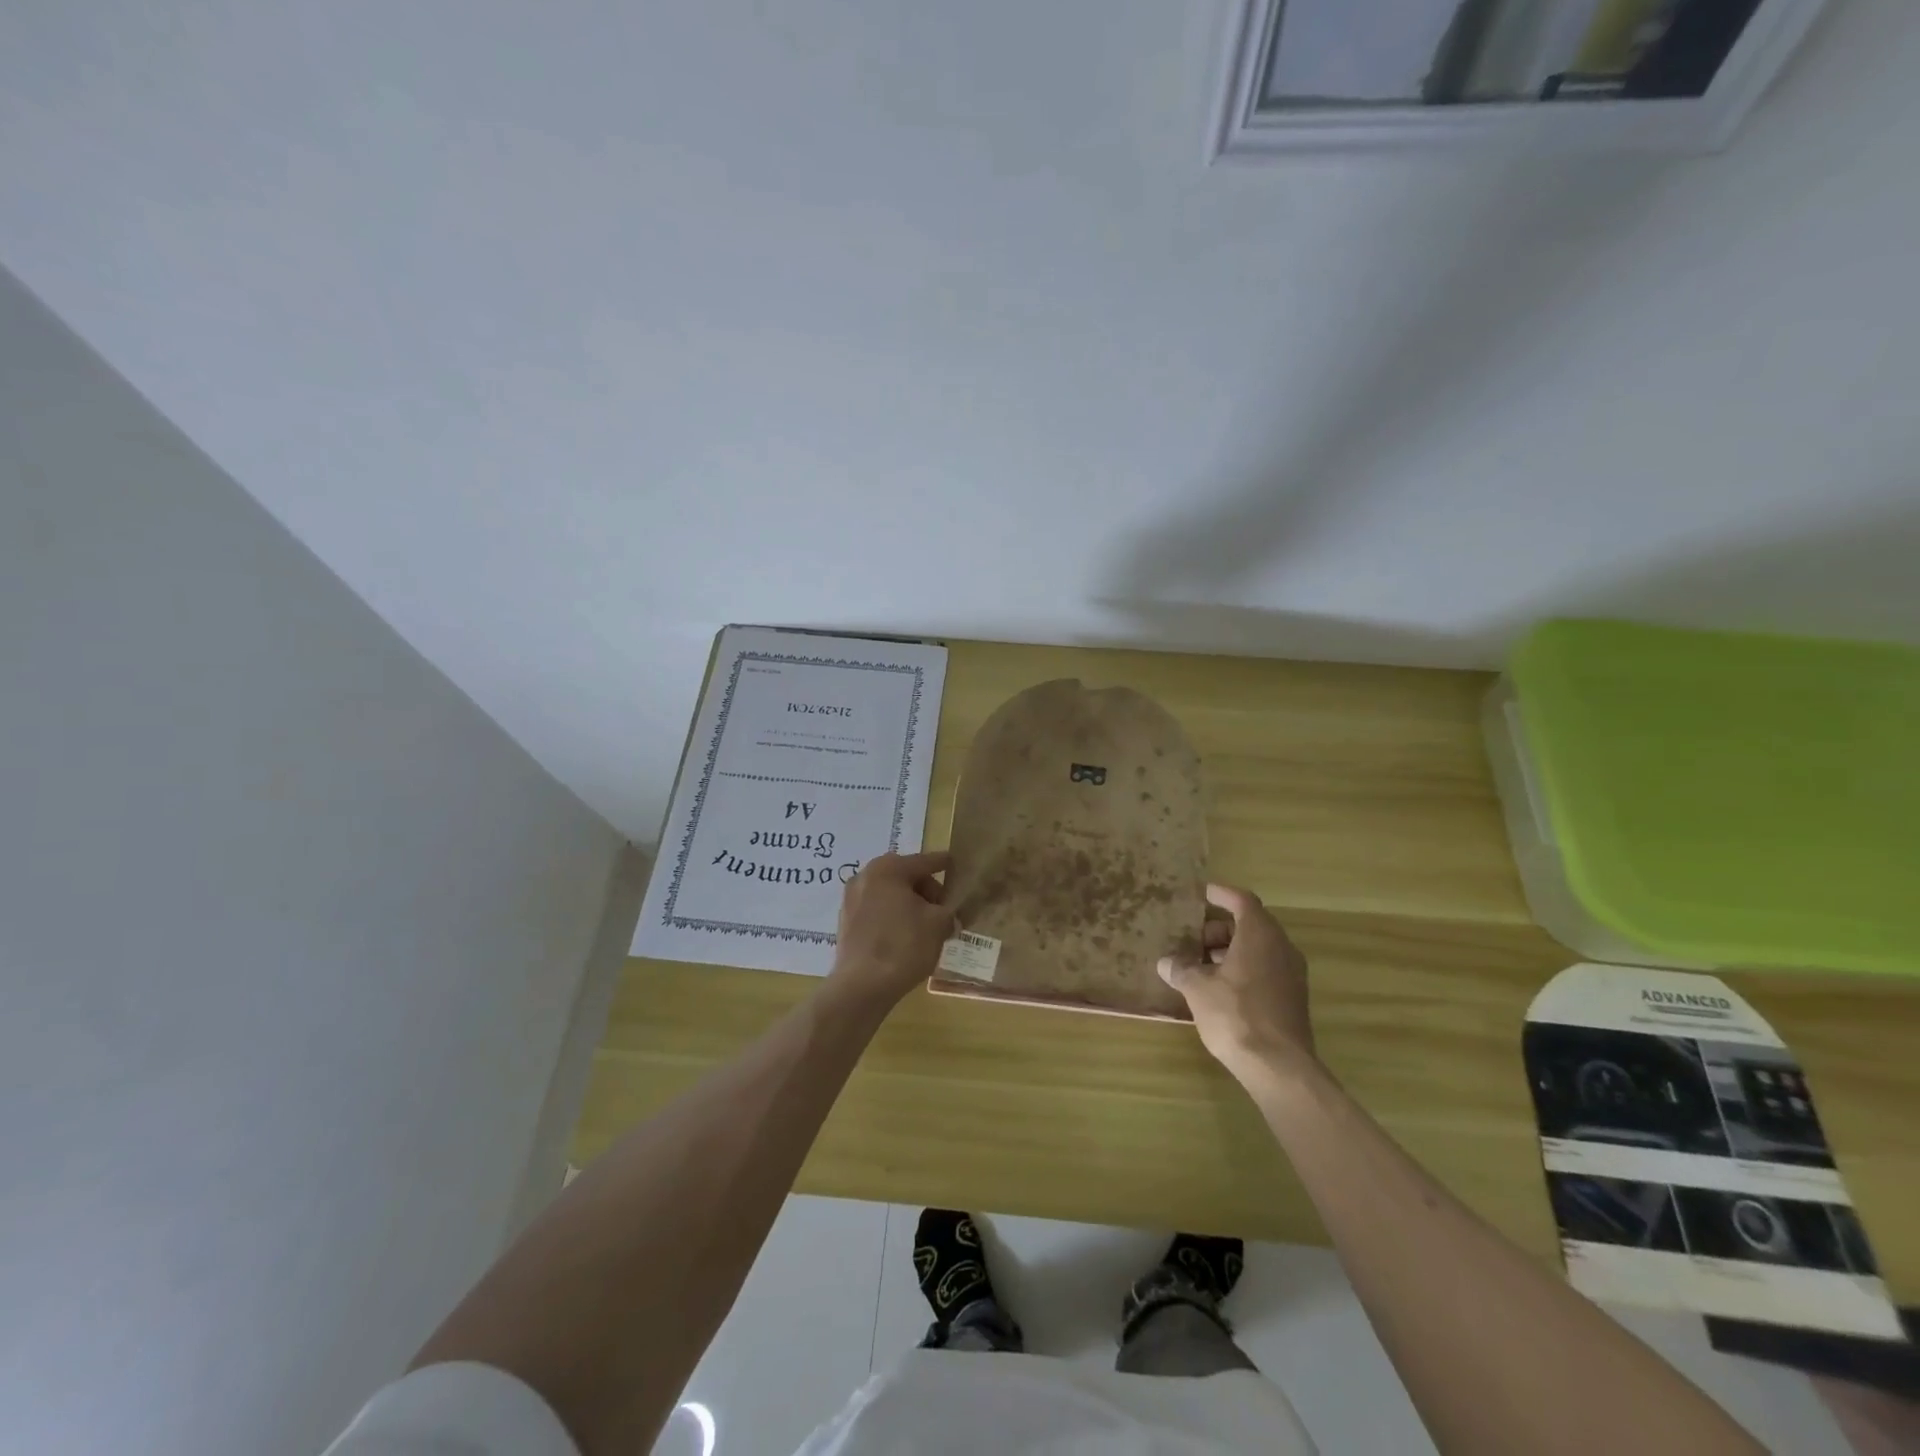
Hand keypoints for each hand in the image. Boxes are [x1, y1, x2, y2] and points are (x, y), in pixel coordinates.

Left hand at [828, 851, 954, 1007]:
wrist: (862, 986)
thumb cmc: (904, 945)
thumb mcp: (938, 924)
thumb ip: (948, 911)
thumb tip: (948, 915)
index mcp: (888, 868)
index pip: (924, 861)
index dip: (944, 864)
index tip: (955, 864)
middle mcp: (865, 876)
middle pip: (905, 877)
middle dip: (927, 891)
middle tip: (943, 910)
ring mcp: (851, 899)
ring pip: (889, 895)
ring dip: (909, 905)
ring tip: (926, 926)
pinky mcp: (845, 922)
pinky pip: (876, 912)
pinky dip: (892, 918)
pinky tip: (905, 937)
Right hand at [1158, 883, 1315, 1084]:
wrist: (1278, 1066)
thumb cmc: (1235, 1014)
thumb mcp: (1197, 988)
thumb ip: (1181, 969)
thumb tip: (1166, 962)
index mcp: (1260, 934)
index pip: (1242, 900)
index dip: (1220, 894)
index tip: (1200, 894)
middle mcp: (1281, 947)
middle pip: (1250, 925)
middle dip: (1219, 929)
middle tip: (1191, 939)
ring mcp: (1291, 974)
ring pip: (1258, 949)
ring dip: (1230, 951)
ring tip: (1199, 965)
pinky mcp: (1293, 998)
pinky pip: (1265, 969)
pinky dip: (1242, 969)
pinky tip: (1218, 988)